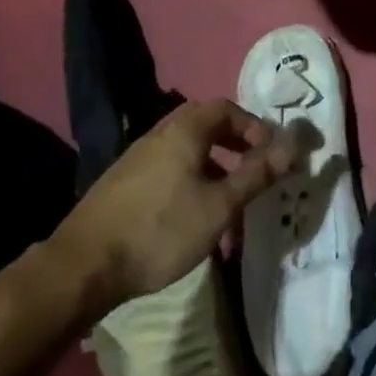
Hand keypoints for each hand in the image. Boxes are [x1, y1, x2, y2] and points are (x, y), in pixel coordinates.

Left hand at [47, 98, 295, 318]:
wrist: (83, 266)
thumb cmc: (161, 230)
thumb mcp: (220, 205)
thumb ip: (257, 174)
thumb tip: (292, 146)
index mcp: (184, 131)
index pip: (225, 108)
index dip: (253, 125)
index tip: (270, 151)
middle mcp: (158, 135)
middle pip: (202, 123)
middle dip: (232, 139)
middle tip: (251, 164)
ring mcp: (135, 159)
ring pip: (183, 147)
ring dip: (211, 161)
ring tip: (226, 195)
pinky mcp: (121, 184)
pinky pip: (166, 166)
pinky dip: (188, 176)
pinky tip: (189, 212)